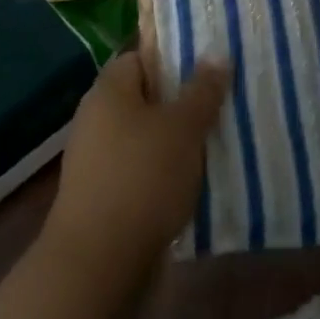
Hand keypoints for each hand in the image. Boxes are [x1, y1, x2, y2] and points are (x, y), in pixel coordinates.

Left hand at [42, 53, 229, 286]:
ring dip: (176, 142)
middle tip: (222, 104)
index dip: (174, 59)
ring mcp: (97, 160)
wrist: (98, 265)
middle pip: (145, 98)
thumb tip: (216, 53)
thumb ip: (202, 90)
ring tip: (217, 143)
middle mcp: (97, 119)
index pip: (141, 57)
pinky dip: (165, 174)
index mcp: (109, 90)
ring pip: (146, 137)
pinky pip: (141, 171)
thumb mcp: (183, 128)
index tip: (209, 66)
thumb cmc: (142, 178)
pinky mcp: (103, 197)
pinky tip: (195, 183)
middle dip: (182, 103)